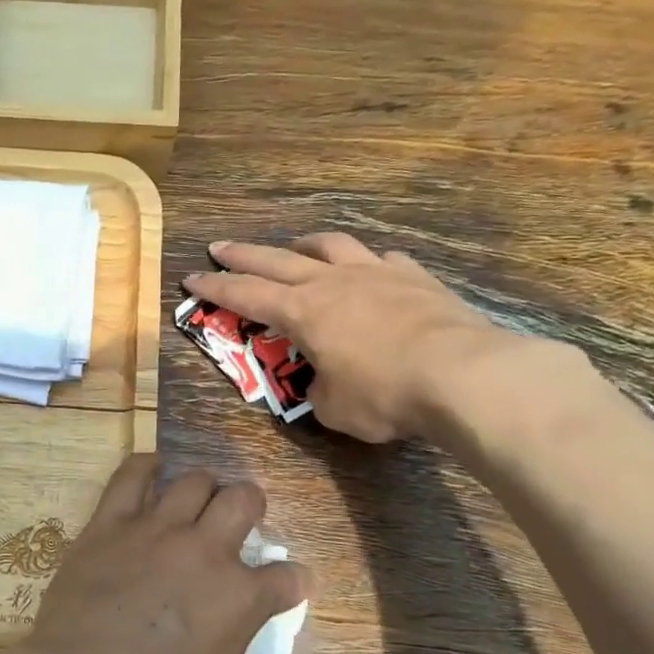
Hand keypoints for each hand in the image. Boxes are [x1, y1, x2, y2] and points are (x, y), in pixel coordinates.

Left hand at [9, 455, 309, 653]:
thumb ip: (228, 640)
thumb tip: (229, 620)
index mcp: (239, 598)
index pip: (286, 578)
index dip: (292, 580)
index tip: (290, 582)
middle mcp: (205, 551)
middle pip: (243, 501)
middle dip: (251, 504)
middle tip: (241, 515)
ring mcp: (156, 530)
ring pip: (194, 481)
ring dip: (205, 487)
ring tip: (199, 495)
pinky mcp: (110, 523)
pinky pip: (131, 476)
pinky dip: (145, 467)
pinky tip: (152, 467)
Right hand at [185, 234, 541, 443]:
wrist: (462, 374)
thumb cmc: (385, 394)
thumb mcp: (335, 408)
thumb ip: (320, 390)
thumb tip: (325, 382)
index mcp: (303, 312)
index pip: (246, 295)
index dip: (215, 288)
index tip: (191, 278)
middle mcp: (333, 283)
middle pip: (276, 259)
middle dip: (242, 254)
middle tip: (219, 246)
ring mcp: (376, 273)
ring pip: (330, 245)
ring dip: (304, 244)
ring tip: (295, 246)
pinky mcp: (416, 277)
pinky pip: (383, 260)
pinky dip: (367, 263)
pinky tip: (372, 270)